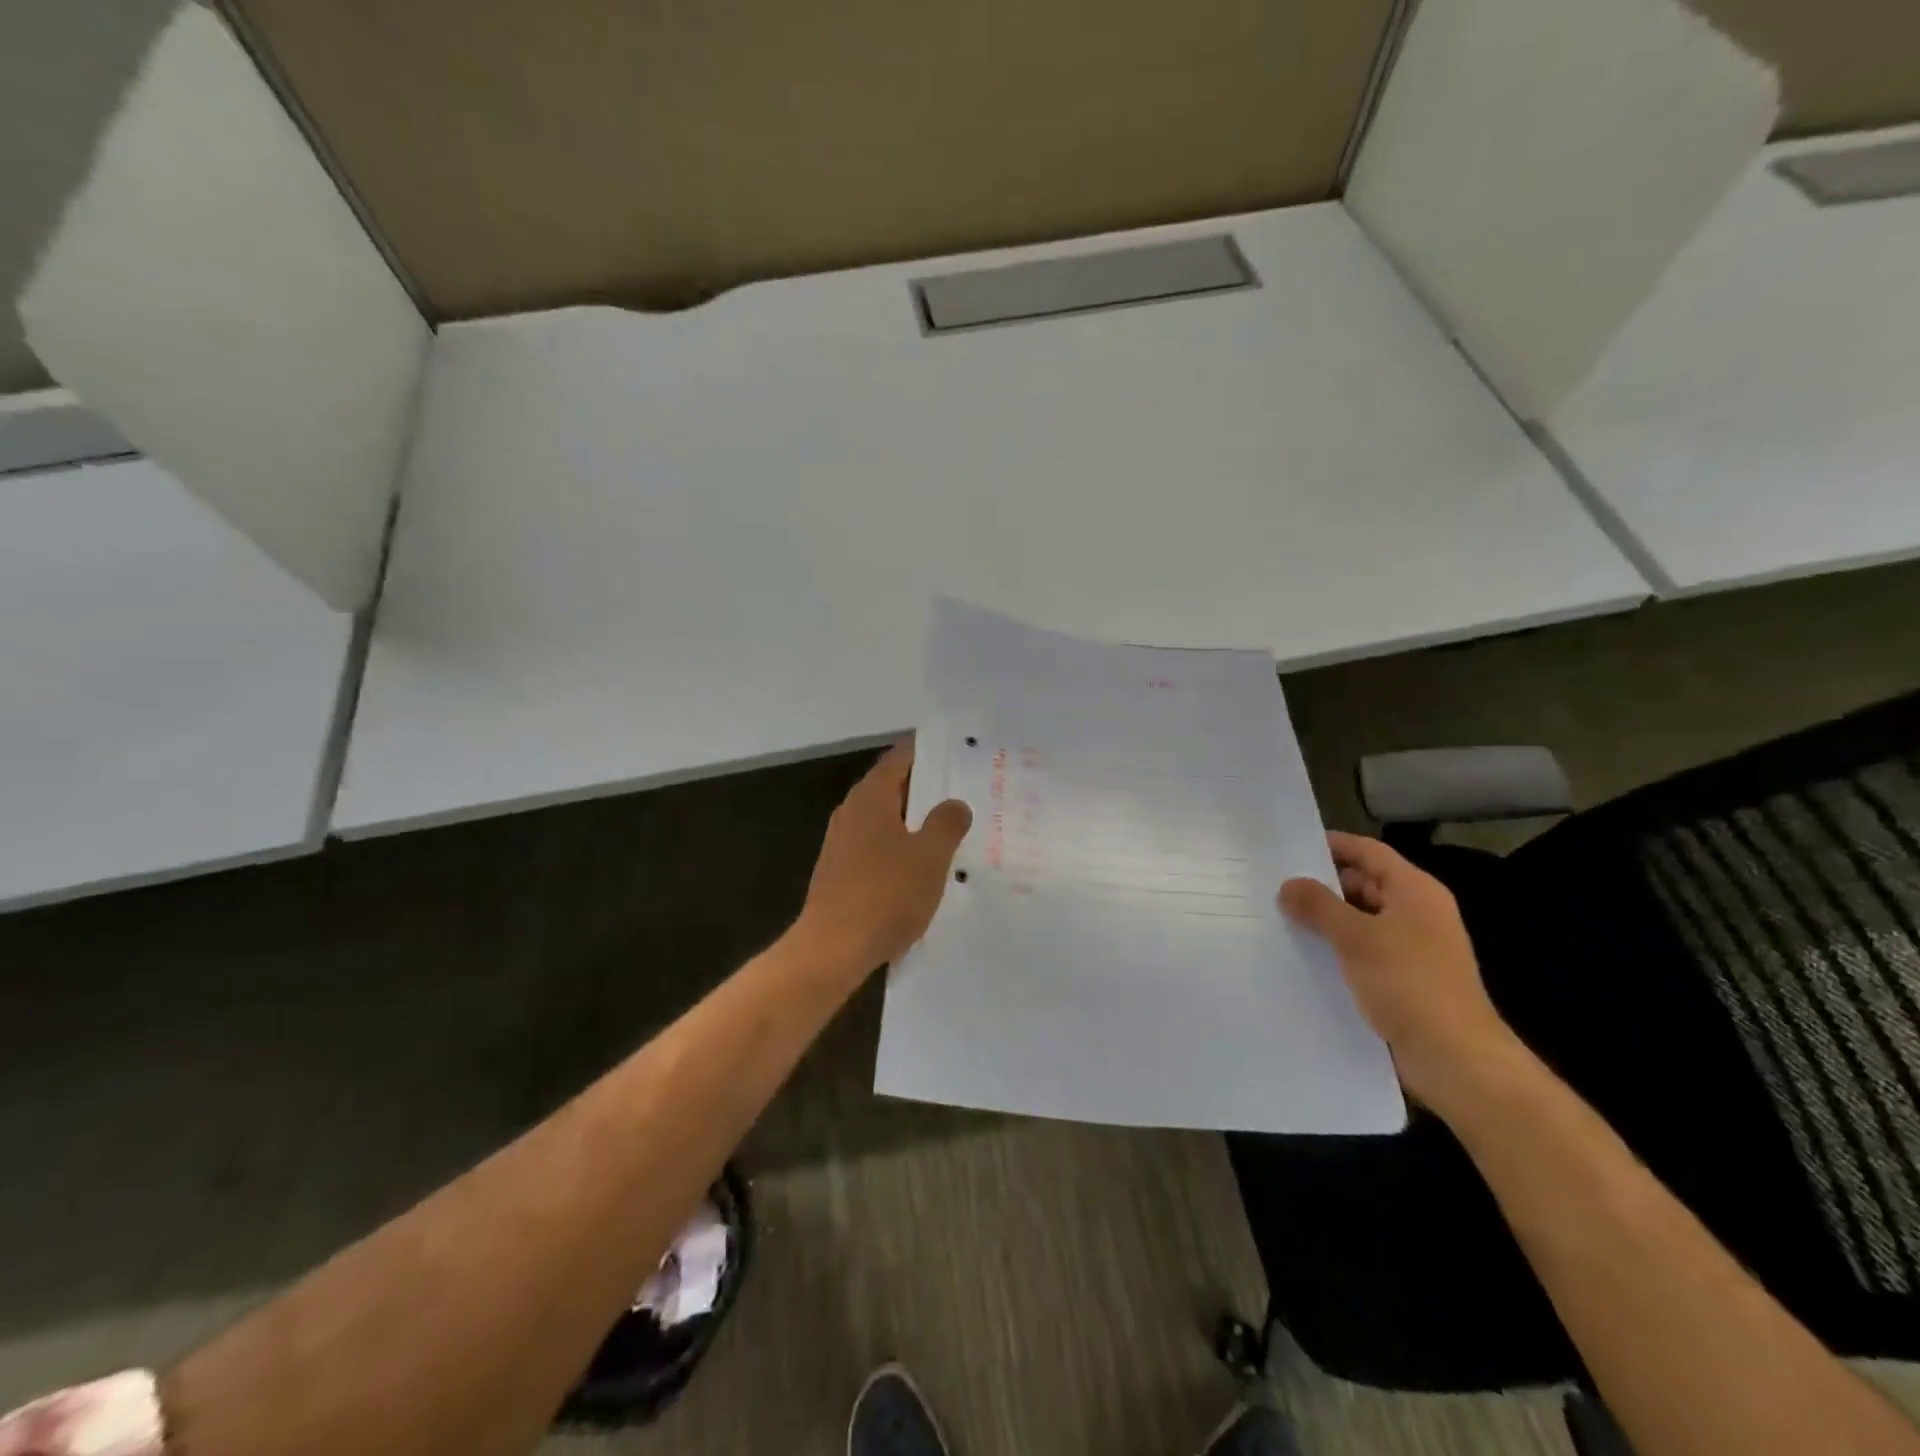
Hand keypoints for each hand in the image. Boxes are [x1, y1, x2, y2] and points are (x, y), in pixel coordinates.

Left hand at [795, 742, 972, 974]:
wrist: (832, 949)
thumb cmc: (885, 894)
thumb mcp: (930, 856)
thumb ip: (947, 823)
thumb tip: (955, 804)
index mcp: (871, 798)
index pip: (899, 759)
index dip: (926, 751)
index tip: (954, 750)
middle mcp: (852, 812)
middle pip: (891, 788)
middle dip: (925, 788)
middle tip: (963, 789)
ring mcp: (842, 843)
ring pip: (884, 820)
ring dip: (914, 821)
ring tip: (950, 828)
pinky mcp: (840, 872)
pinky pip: (877, 847)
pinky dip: (900, 847)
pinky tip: (922, 867)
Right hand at [1278, 831, 1515, 1110]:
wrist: (1456, 1059)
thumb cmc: (1409, 984)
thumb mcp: (1355, 938)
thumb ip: (1318, 905)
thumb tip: (1289, 885)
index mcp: (1415, 891)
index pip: (1368, 851)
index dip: (1331, 845)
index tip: (1289, 847)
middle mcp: (1417, 913)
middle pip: (1365, 883)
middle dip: (1323, 884)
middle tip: (1275, 885)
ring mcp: (1414, 948)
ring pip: (1362, 920)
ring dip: (1327, 919)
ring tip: (1280, 918)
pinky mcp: (1406, 979)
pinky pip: (1365, 951)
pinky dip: (1338, 948)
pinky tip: (1305, 956)